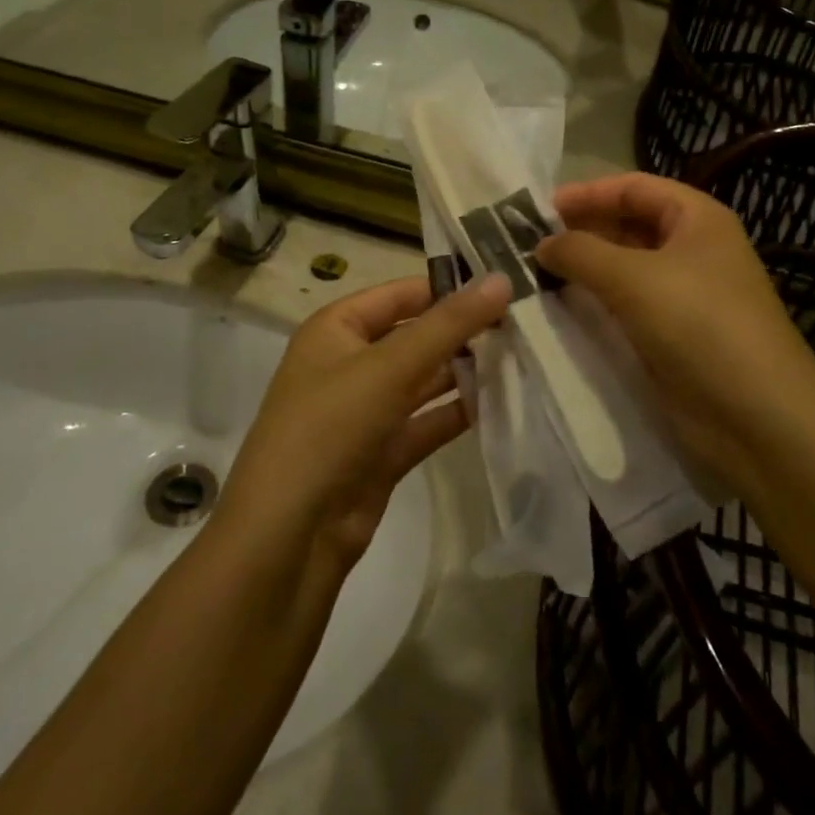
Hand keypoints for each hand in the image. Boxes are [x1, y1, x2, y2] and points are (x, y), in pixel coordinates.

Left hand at [218, 275, 511, 570]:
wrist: (290, 534)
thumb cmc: (331, 427)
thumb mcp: (390, 366)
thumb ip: (448, 324)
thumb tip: (501, 279)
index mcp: (336, 329)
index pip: (399, 294)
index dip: (448, 287)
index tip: (504, 286)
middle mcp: (349, 363)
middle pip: (414, 336)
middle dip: (462, 332)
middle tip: (524, 324)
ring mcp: (365, 410)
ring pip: (423, 381)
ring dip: (465, 372)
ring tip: (523, 358)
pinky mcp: (381, 452)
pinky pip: (426, 422)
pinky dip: (457, 413)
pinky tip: (501, 403)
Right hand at [537, 175, 814, 480]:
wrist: (756, 418)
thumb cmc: (698, 325)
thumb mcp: (633, 277)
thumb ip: (580, 252)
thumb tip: (541, 244)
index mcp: (697, 219)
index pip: (634, 187)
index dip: (588, 193)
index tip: (540, 210)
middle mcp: (693, 249)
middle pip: (629, 225)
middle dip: (582, 230)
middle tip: (530, 242)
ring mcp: (686, 294)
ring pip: (625, 267)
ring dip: (585, 267)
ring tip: (537, 272)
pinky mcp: (675, 334)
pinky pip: (627, 304)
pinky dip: (596, 301)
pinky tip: (563, 306)